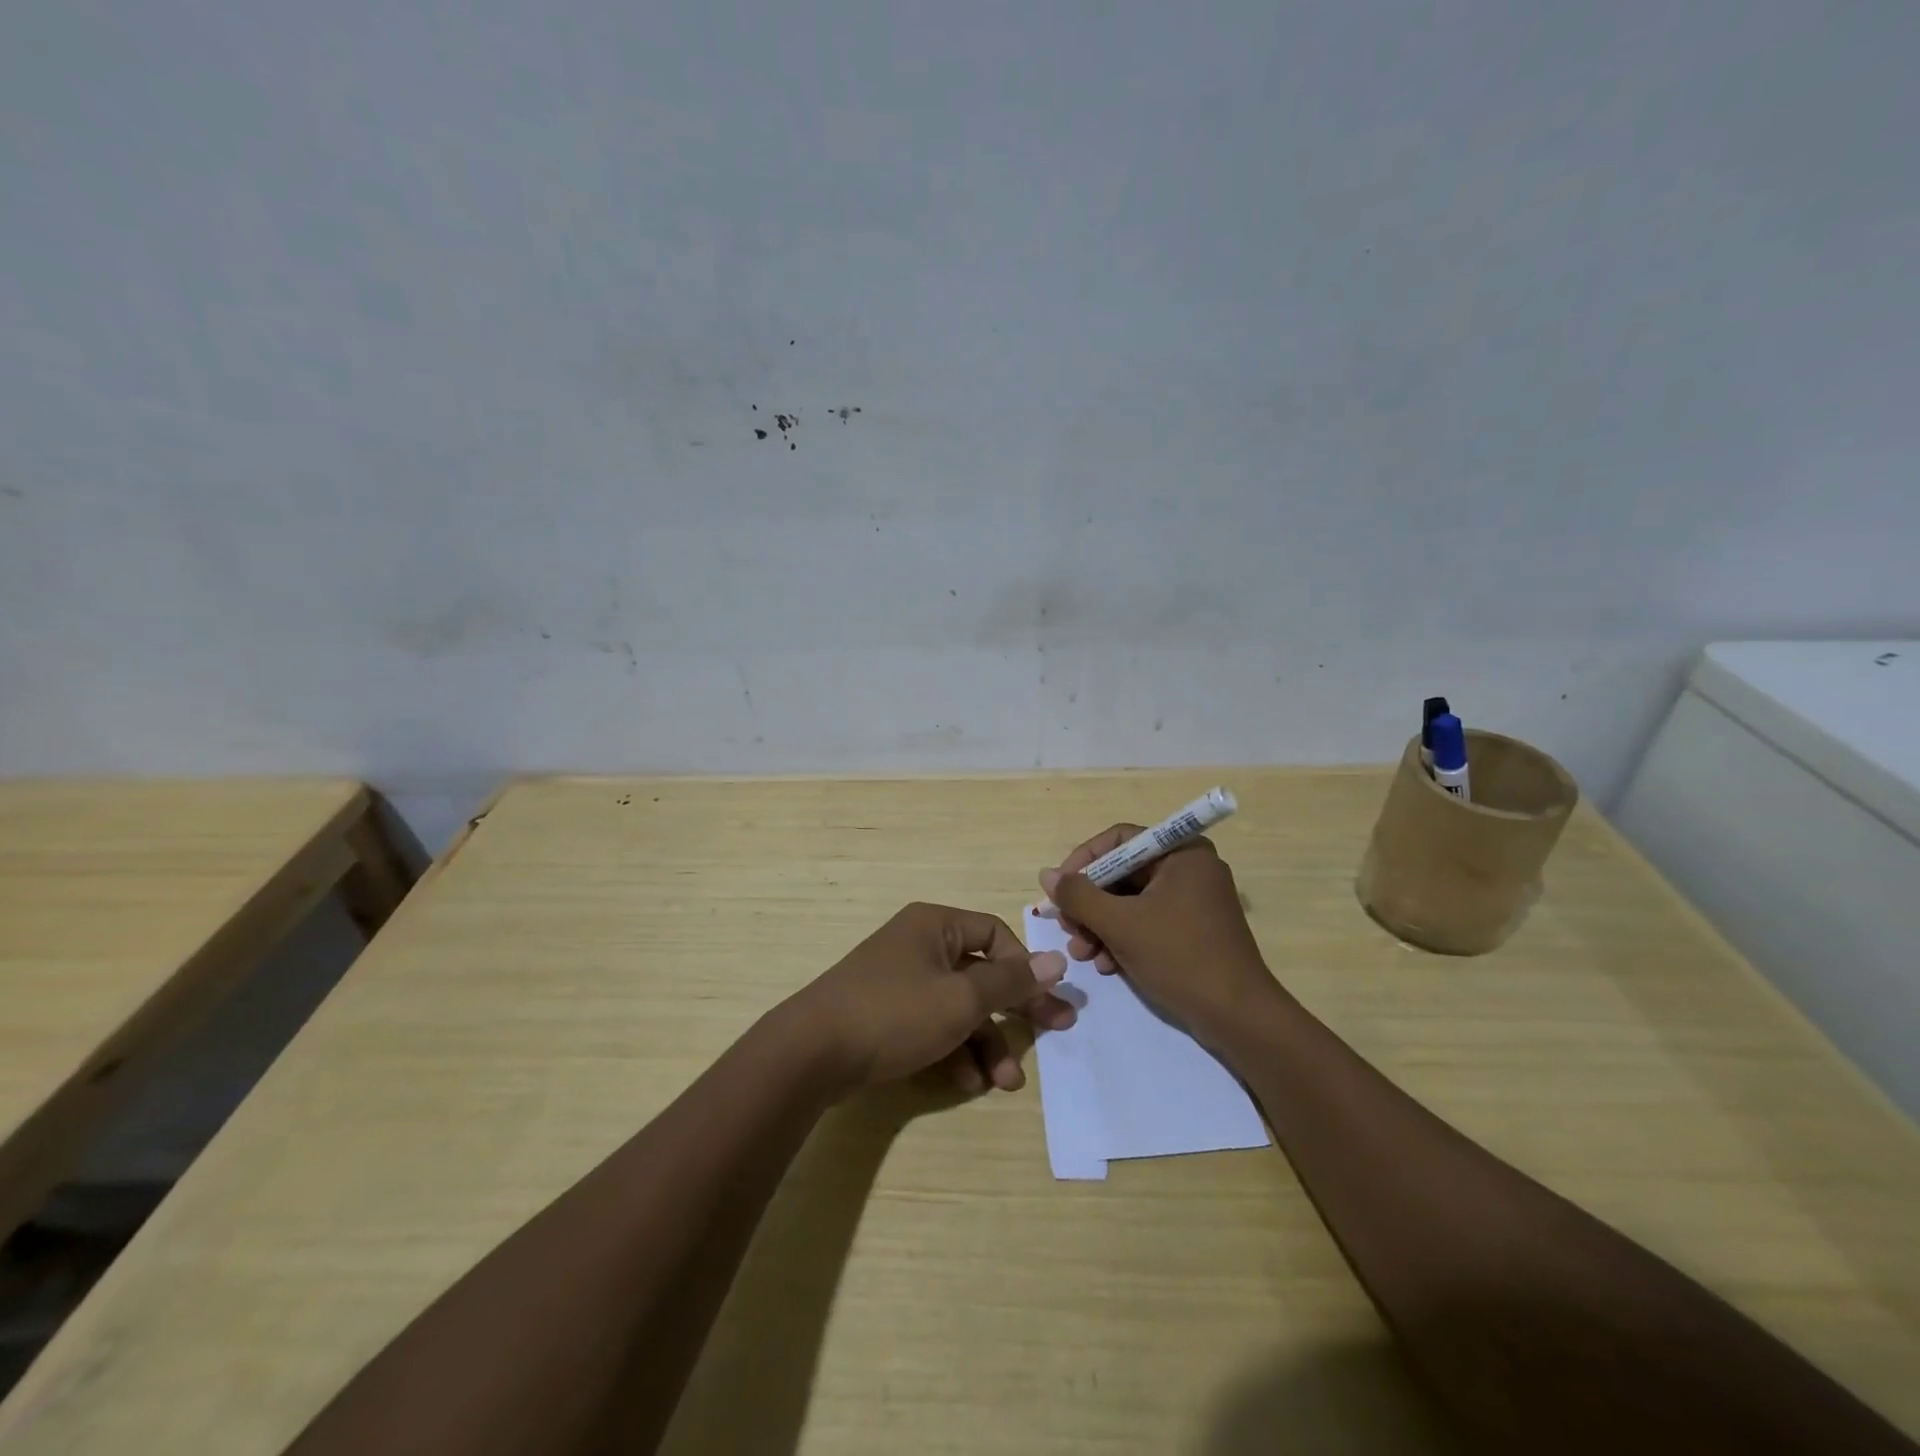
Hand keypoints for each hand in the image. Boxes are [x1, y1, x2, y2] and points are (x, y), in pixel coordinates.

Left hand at [784, 902, 1071, 1095]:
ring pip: (958, 1006)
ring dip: (985, 1041)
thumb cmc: (895, 1013)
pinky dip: (954, 1050)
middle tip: (1053, 1036)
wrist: (812, 1052)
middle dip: (1013, 1011)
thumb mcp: (961, 999)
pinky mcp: (886, 1014)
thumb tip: (1056, 960)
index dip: (1025, 968)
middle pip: (980, 973)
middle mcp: (919, 945)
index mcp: (936, 925)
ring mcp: (900, 980)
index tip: (1049, 1003)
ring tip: (1005, 1082)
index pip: (995, 935)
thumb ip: (1011, 983)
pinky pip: (933, 1024)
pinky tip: (967, 1083)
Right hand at [1039, 826, 1280, 1044]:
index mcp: (1181, 853)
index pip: (1119, 839)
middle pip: (1122, 872)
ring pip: (1130, 900)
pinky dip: (1122, 938)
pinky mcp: (1192, 930)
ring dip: (1100, 925)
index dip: (1084, 860)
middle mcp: (1189, 868)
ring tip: (1082, 954)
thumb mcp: (1120, 924)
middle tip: (1067, 928)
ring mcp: (1193, 900)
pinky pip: (1147, 921)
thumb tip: (1046, 874)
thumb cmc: (1180, 957)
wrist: (1238, 1018)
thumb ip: (1079, 896)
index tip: (1060, 889)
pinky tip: (1106, 964)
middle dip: (1090, 903)